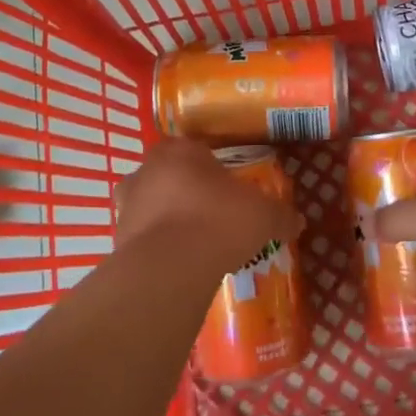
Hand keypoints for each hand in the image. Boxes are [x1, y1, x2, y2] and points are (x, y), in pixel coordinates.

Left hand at [114, 140, 304, 272]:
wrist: (170, 266)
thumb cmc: (218, 221)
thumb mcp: (262, 215)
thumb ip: (280, 215)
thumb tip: (298, 221)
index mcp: (181, 149)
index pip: (197, 149)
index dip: (213, 168)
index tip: (227, 188)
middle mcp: (148, 168)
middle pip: (170, 174)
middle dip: (188, 191)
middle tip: (212, 216)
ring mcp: (127, 203)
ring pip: (151, 203)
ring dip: (167, 218)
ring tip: (194, 243)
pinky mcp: (117, 237)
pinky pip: (142, 236)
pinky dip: (156, 246)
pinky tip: (177, 263)